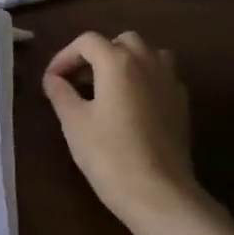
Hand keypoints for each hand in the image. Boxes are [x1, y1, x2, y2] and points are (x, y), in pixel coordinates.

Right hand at [42, 31, 202, 229]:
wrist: (159, 193)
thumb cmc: (109, 154)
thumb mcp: (74, 122)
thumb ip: (61, 93)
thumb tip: (53, 79)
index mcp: (117, 61)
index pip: (87, 42)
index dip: (65, 56)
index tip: (52, 80)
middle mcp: (147, 62)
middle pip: (121, 41)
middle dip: (98, 54)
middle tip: (79, 80)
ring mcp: (170, 81)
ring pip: (147, 54)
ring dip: (126, 62)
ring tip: (108, 86)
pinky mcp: (182, 103)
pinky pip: (161, 76)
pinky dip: (144, 79)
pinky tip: (132, 105)